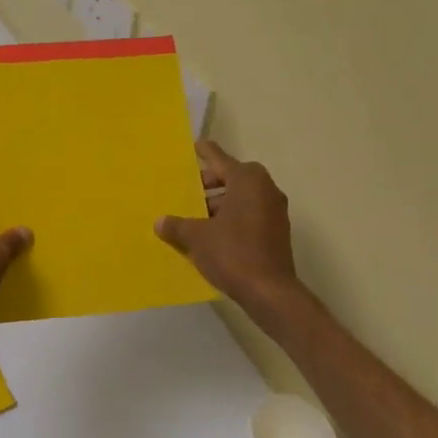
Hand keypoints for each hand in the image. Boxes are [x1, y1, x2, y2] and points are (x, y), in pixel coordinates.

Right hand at [156, 141, 303, 320]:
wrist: (269, 291)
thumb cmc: (232, 253)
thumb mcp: (196, 237)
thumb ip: (177, 225)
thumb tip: (160, 222)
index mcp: (247, 181)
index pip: (221, 159)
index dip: (206, 153)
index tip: (196, 146)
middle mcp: (265, 190)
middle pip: (234, 177)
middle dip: (211, 182)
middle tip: (189, 189)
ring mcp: (275, 211)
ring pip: (243, 197)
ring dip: (221, 202)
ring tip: (196, 215)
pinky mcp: (277, 232)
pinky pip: (250, 213)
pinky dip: (233, 216)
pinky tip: (213, 233)